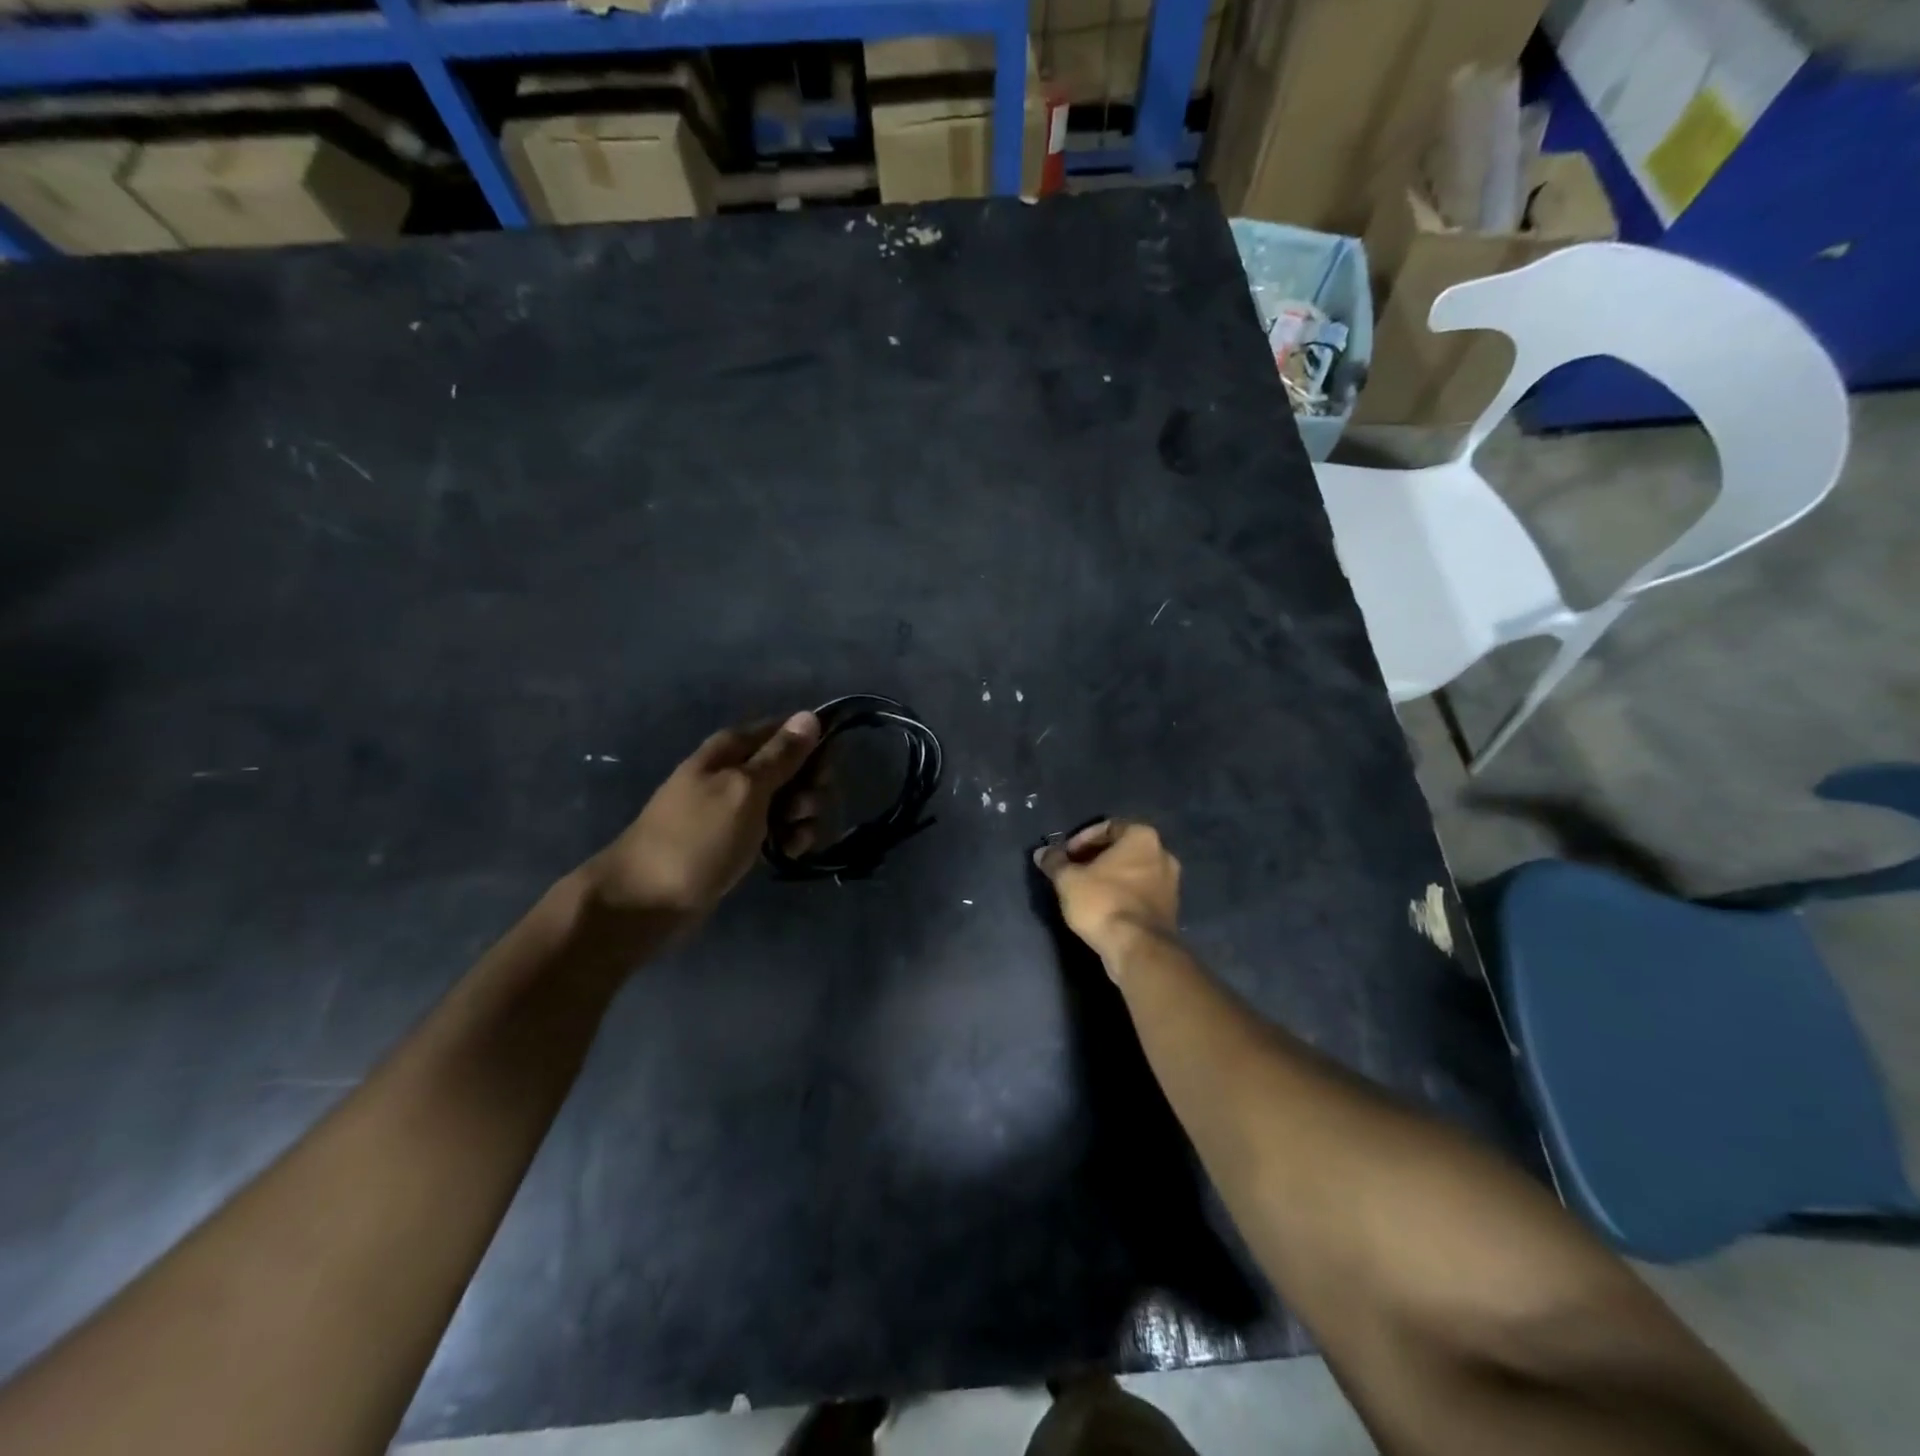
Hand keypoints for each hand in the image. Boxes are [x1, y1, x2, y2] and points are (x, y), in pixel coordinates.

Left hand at [584, 712, 821, 929]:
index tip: (823, 774)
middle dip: (810, 788)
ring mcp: (738, 807)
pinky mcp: (740, 840)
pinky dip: (790, 839)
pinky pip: (778, 829)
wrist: (647, 901)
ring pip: (790, 800)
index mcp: (733, 748)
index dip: (813, 748)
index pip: (788, 730)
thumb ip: (780, 755)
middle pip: (794, 767)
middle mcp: (737, 771)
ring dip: (803, 817)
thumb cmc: (697, 838)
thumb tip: (809, 715)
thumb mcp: (743, 789)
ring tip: (794, 839)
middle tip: (801, 811)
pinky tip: (789, 853)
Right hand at [1033, 819, 1180, 969]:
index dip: (1081, 840)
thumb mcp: (1068, 880)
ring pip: (1133, 871)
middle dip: (1095, 858)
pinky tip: (1103, 907)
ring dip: (1110, 877)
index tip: (1065, 856)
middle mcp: (1162, 854)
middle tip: (1073, 871)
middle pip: (1122, 848)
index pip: (1107, 827)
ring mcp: (1171, 882)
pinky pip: (1141, 892)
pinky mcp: (1170, 909)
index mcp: (1142, 837)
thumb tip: (1042, 852)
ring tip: (1085, 891)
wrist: (1138, 948)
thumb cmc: (1103, 902)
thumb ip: (1055, 862)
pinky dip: (1123, 894)